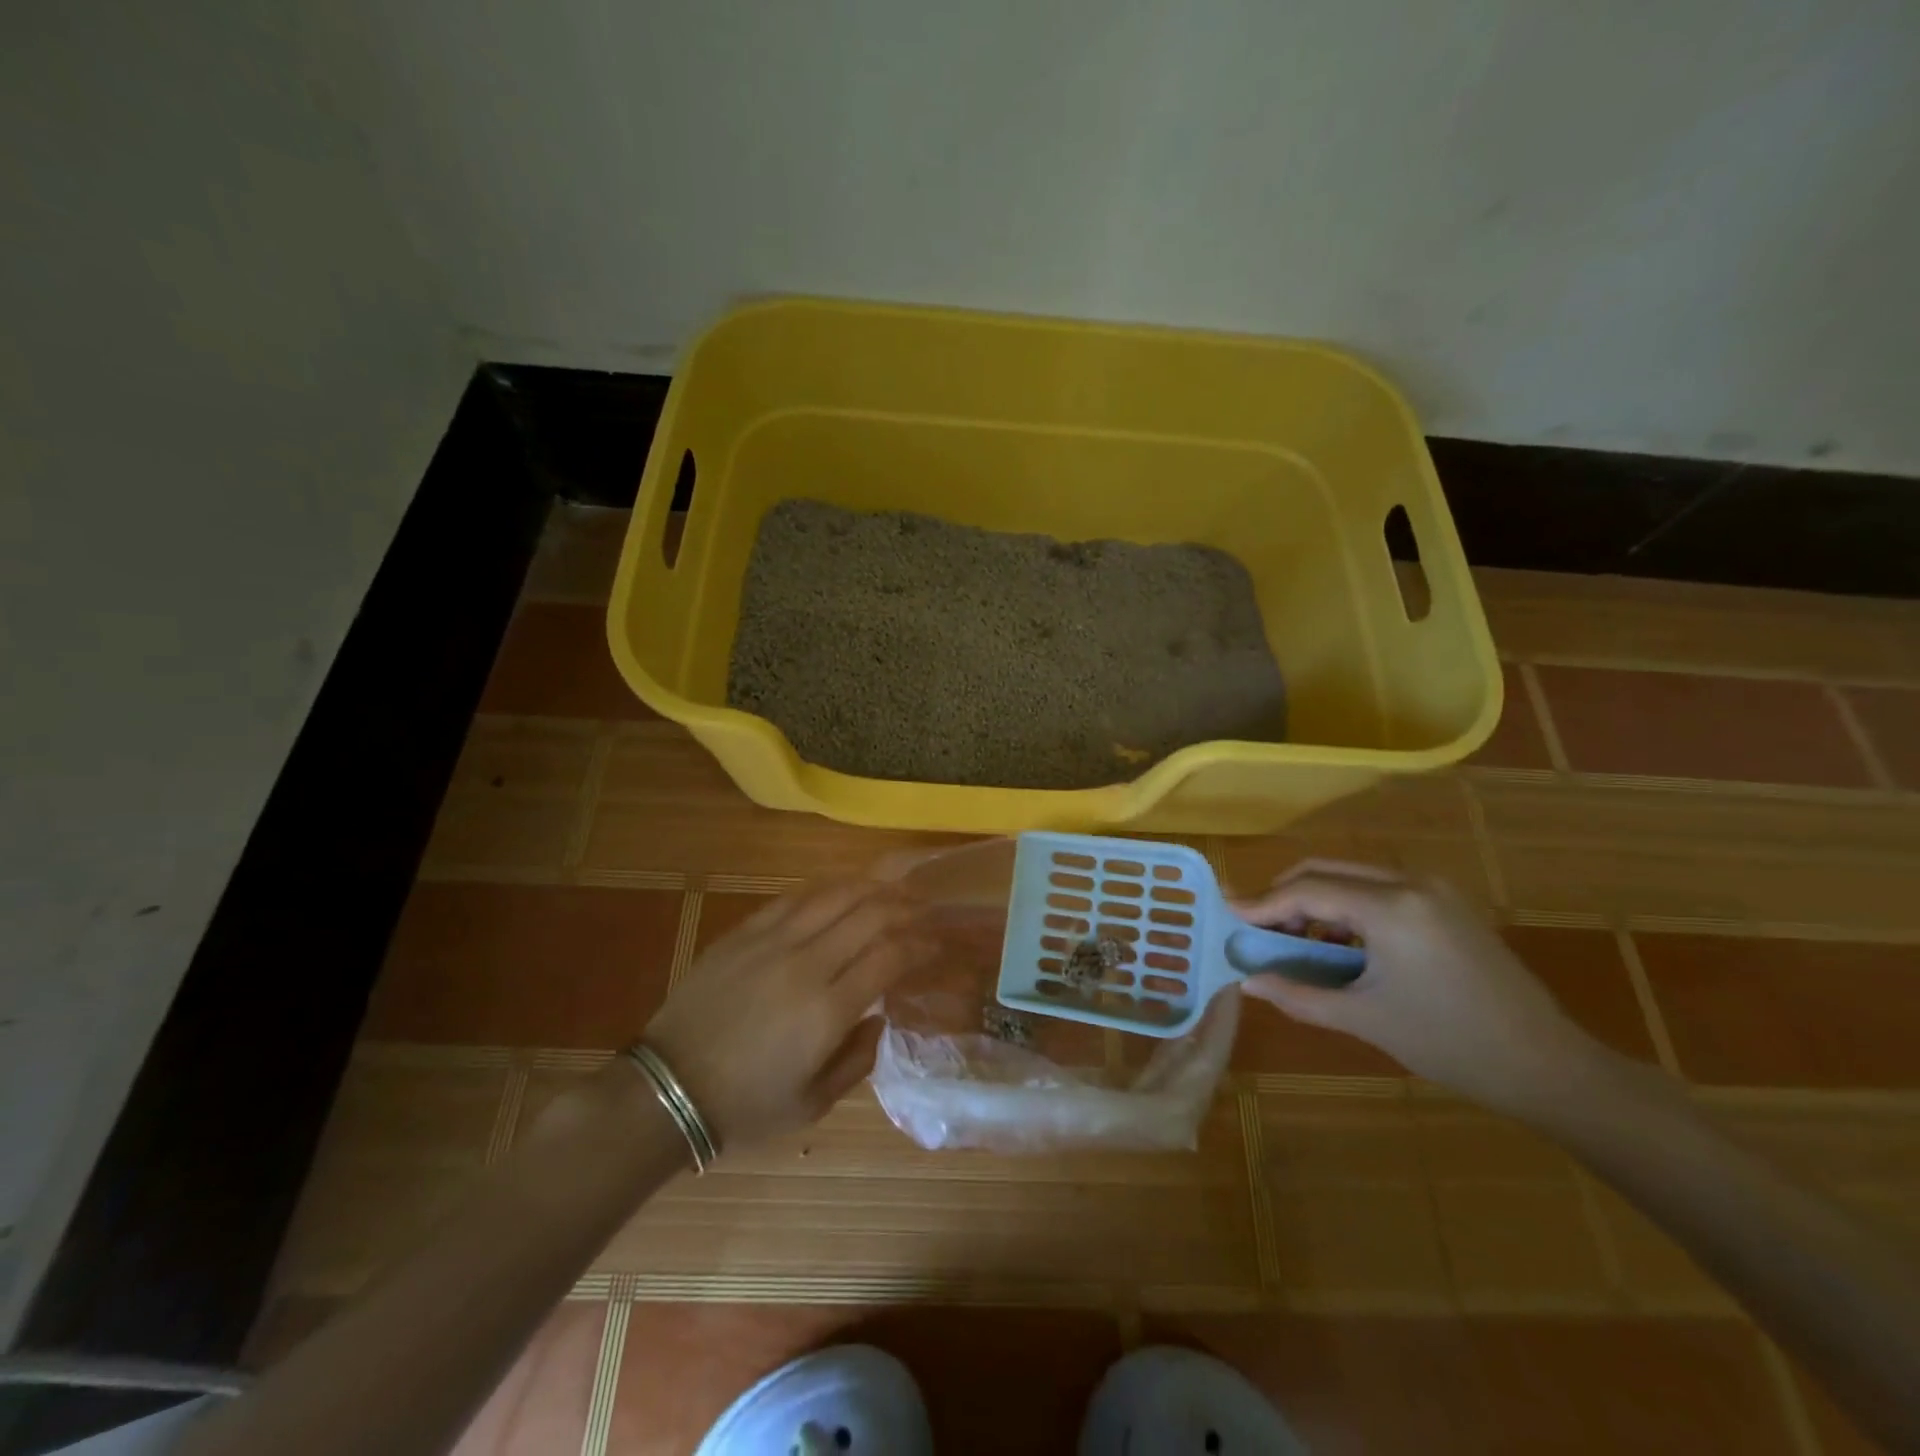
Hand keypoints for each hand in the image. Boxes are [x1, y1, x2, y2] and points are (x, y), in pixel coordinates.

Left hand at [642, 881, 932, 1150]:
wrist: (666, 1089)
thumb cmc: (744, 1107)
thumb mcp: (812, 1105)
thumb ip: (858, 1060)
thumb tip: (880, 1016)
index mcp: (827, 1011)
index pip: (890, 957)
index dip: (920, 946)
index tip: (936, 945)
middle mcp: (806, 964)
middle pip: (870, 915)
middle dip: (905, 908)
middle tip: (923, 912)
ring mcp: (772, 942)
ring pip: (835, 895)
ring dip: (872, 888)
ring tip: (892, 891)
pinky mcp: (745, 932)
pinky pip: (795, 897)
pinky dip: (827, 890)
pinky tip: (842, 890)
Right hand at [1234, 861, 1604, 1113]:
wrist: (1547, 1065)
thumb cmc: (1450, 1044)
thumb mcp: (1364, 1019)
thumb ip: (1298, 994)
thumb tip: (1247, 983)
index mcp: (1391, 908)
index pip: (1307, 891)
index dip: (1262, 903)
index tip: (1227, 914)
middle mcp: (1410, 883)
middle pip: (1325, 869)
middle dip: (1284, 895)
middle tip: (1256, 926)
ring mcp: (1433, 889)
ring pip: (1351, 874)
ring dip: (1314, 899)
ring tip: (1295, 940)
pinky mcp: (1446, 902)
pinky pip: (1378, 887)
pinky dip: (1346, 906)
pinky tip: (1339, 943)